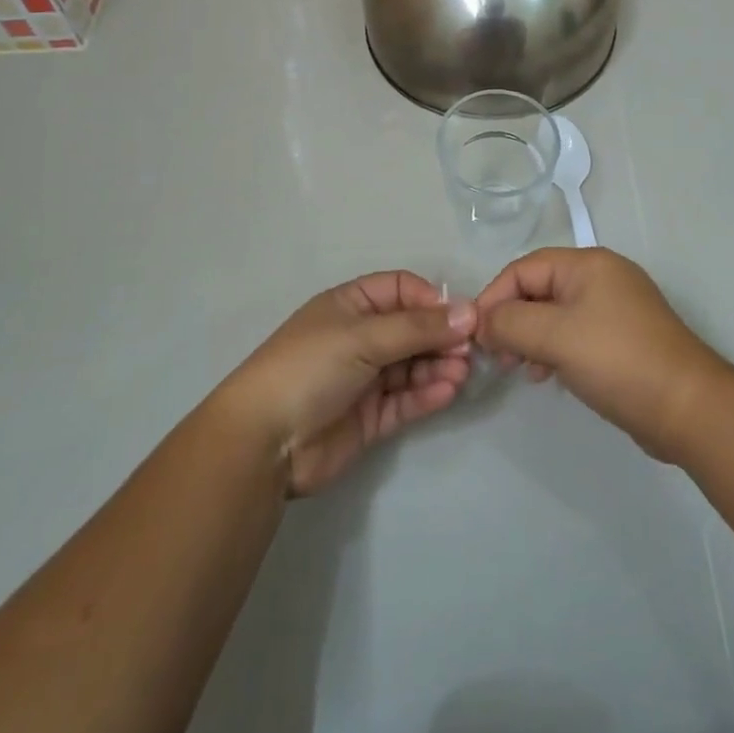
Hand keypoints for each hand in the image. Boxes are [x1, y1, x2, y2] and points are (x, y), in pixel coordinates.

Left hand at [218, 271, 474, 496]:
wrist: (264, 442)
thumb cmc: (309, 368)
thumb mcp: (362, 337)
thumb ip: (417, 328)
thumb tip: (469, 312)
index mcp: (350, 306)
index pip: (400, 290)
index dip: (430, 300)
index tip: (459, 316)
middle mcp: (360, 337)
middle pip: (411, 329)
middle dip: (440, 336)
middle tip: (469, 350)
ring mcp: (365, 379)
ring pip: (412, 365)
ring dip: (438, 366)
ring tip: (461, 373)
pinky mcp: (370, 417)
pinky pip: (406, 400)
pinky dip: (428, 394)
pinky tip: (448, 391)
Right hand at [475, 247, 726, 461]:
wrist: (688, 409)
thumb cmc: (617, 360)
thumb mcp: (555, 337)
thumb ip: (510, 323)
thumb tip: (482, 322)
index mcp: (588, 264)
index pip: (524, 268)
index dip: (494, 297)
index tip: (475, 334)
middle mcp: (602, 277)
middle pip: (540, 288)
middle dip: (512, 319)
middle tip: (496, 355)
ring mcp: (615, 308)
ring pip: (556, 314)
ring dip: (530, 337)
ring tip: (518, 369)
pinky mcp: (623, 339)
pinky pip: (575, 334)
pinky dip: (554, 349)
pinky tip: (545, 375)